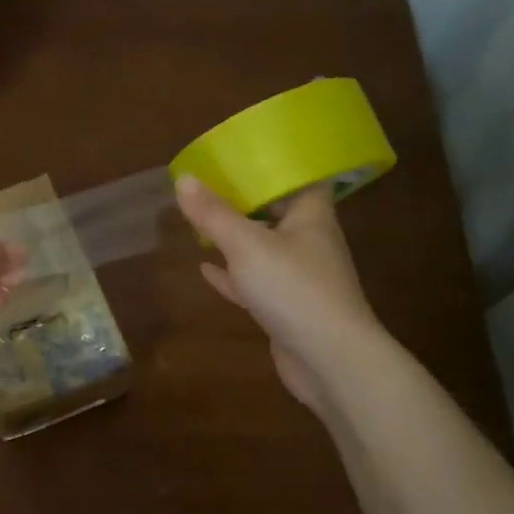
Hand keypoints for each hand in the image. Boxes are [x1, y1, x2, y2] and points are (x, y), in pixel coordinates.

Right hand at [175, 176, 379, 410]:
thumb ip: (213, 214)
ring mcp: (300, 278)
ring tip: (204, 222)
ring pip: (264, 249)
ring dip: (237, 238)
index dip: (277, 164)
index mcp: (312, 216)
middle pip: (278, 212)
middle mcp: (310, 242)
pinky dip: (232, 275)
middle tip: (212, 185)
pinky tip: (206, 269)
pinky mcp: (287, 308)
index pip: (301, 178)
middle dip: (247, 201)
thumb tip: (183, 179)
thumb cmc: (294, 288)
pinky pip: (255, 282)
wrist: (329, 360)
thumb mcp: (246, 244)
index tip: (245, 153)